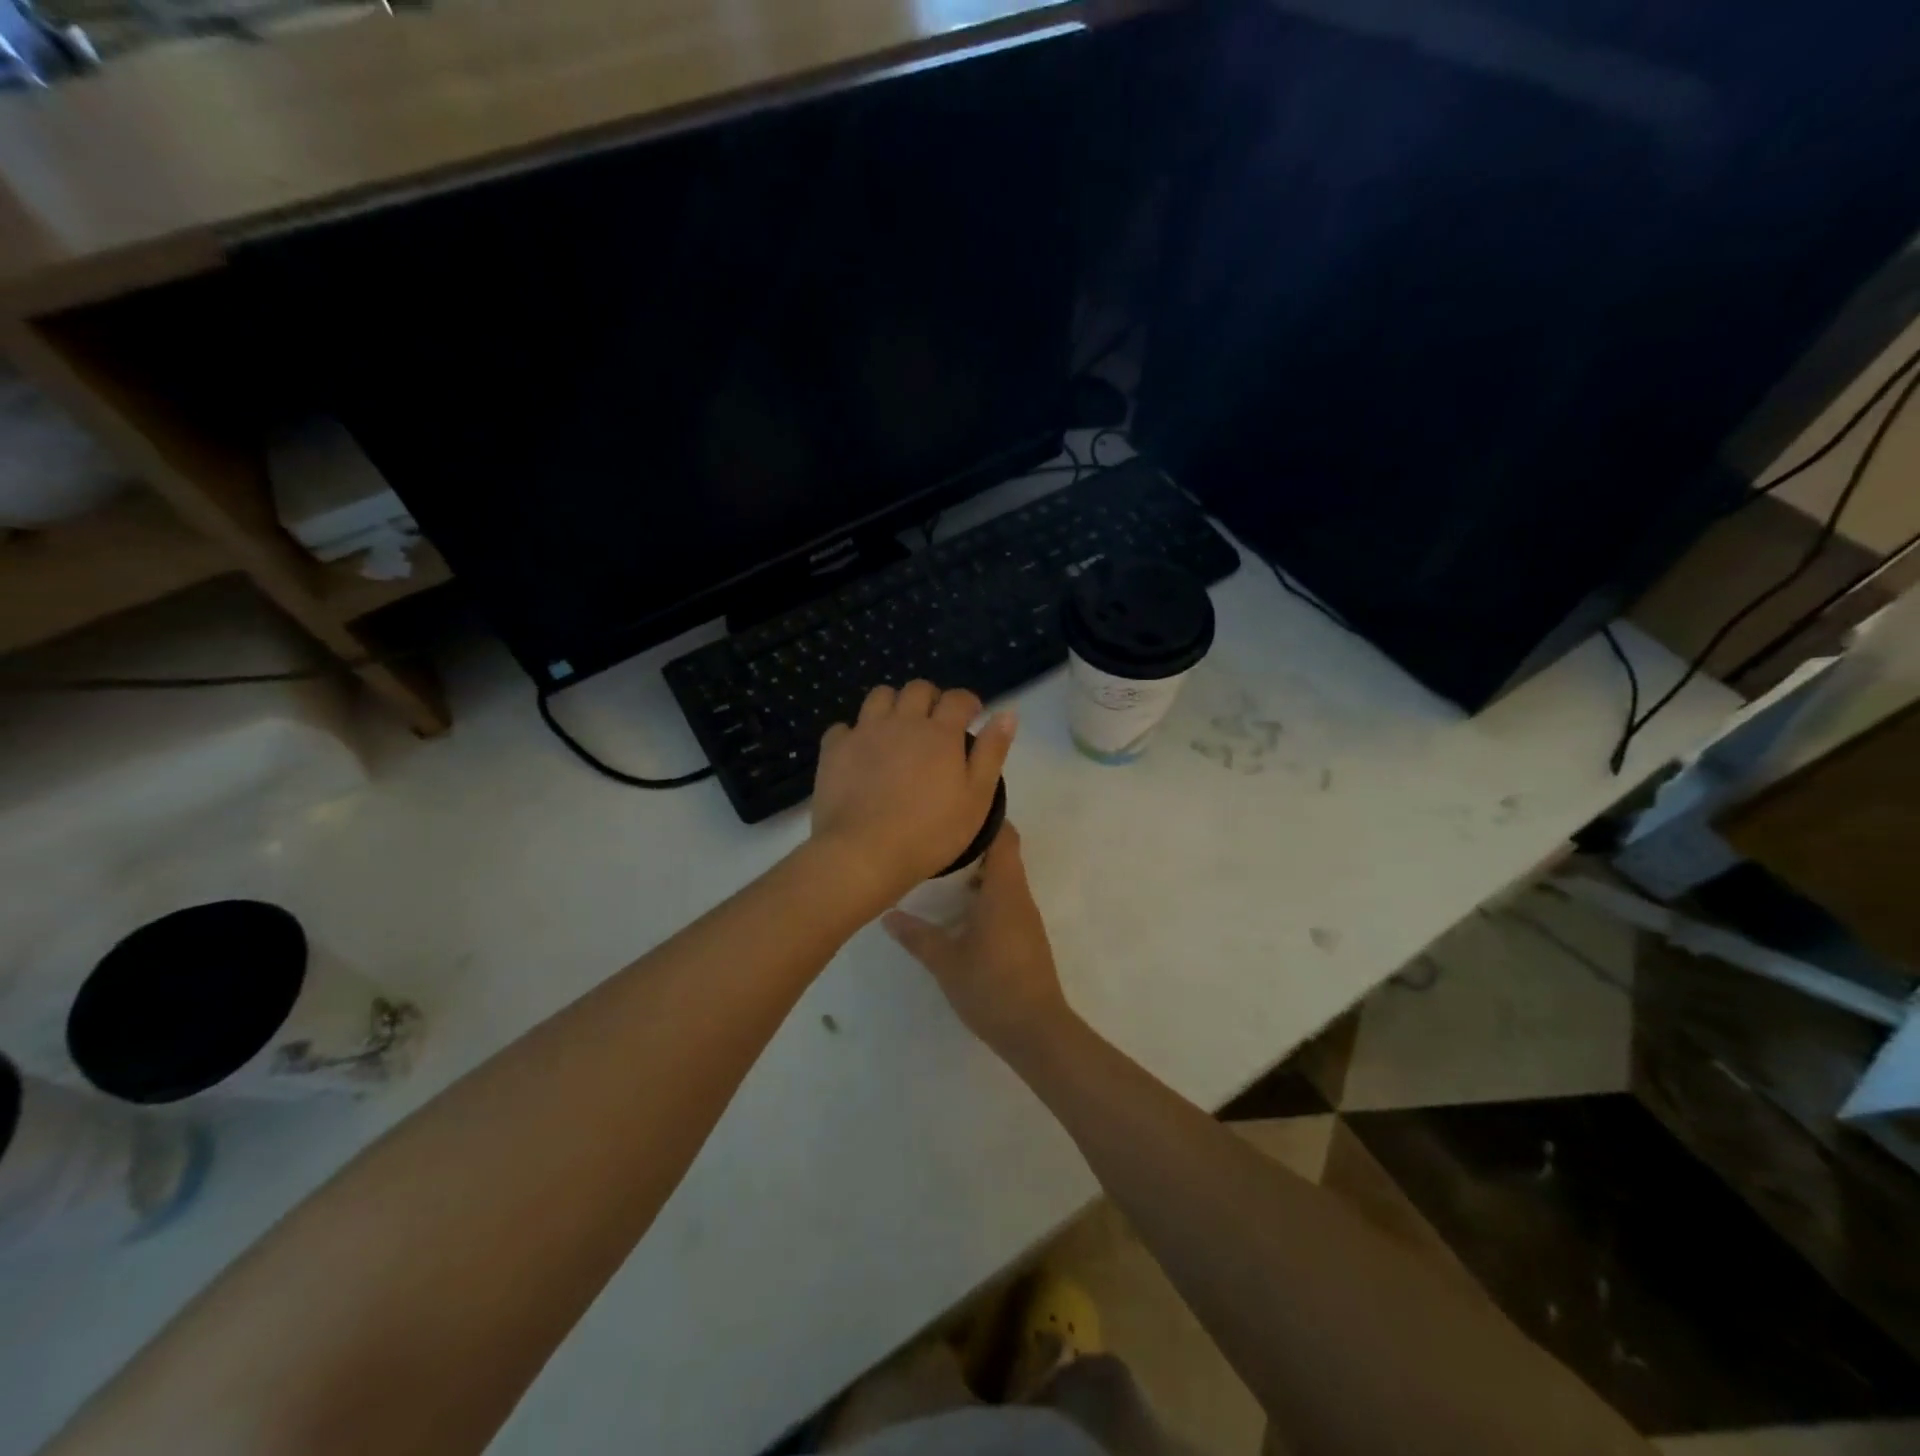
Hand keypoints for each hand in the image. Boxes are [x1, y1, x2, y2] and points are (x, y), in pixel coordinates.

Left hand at [810, 680, 1014, 909]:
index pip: (958, 698)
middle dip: (931, 699)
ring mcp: (864, 732)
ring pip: (879, 696)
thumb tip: (1007, 713)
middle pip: (917, 689)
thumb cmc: (930, 833)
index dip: (968, 703)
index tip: (971, 716)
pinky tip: (860, 752)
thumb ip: (992, 752)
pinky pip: (844, 727)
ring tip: (897, 730)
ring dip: (893, 705)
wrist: (864, 853)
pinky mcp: (834, 750)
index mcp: (940, 733)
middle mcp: (902, 722)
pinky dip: (855, 733)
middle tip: (935, 724)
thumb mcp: (976, 798)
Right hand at [882, 824, 1071, 1056]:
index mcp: (1004, 890)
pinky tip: (958, 912)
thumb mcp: (946, 961)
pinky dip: (984, 896)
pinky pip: (1006, 901)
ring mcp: (1026, 917)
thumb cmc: (992, 988)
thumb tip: (887, 915)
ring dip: (977, 874)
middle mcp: (1020, 896)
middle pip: (1003, 855)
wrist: (1037, 1032)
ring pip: (1004, 879)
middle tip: (935, 846)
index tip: (955, 813)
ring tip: (939, 875)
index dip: (986, 819)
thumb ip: (917, 936)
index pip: (1005, 837)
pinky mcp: (1026, 937)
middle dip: (973, 847)